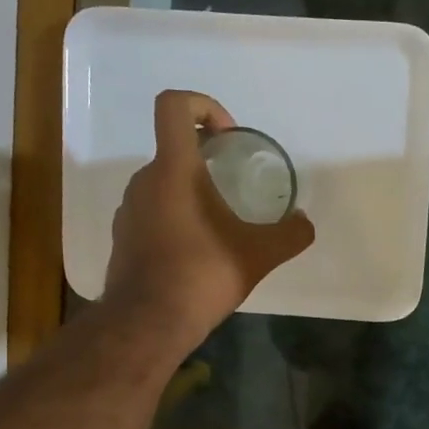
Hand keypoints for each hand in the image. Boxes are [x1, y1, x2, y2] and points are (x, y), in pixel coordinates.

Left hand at [102, 90, 314, 353]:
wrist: (148, 323)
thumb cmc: (202, 276)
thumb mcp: (259, 255)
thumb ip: (289, 234)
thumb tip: (304, 223)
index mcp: (174, 170)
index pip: (174, 106)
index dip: (202, 105)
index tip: (227, 136)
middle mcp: (144, 181)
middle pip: (173, 149)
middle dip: (206, 160)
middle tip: (235, 188)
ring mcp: (129, 209)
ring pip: (163, 184)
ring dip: (191, 193)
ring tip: (220, 226)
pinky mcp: (123, 237)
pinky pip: (152, 213)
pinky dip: (175, 219)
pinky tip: (197, 252)